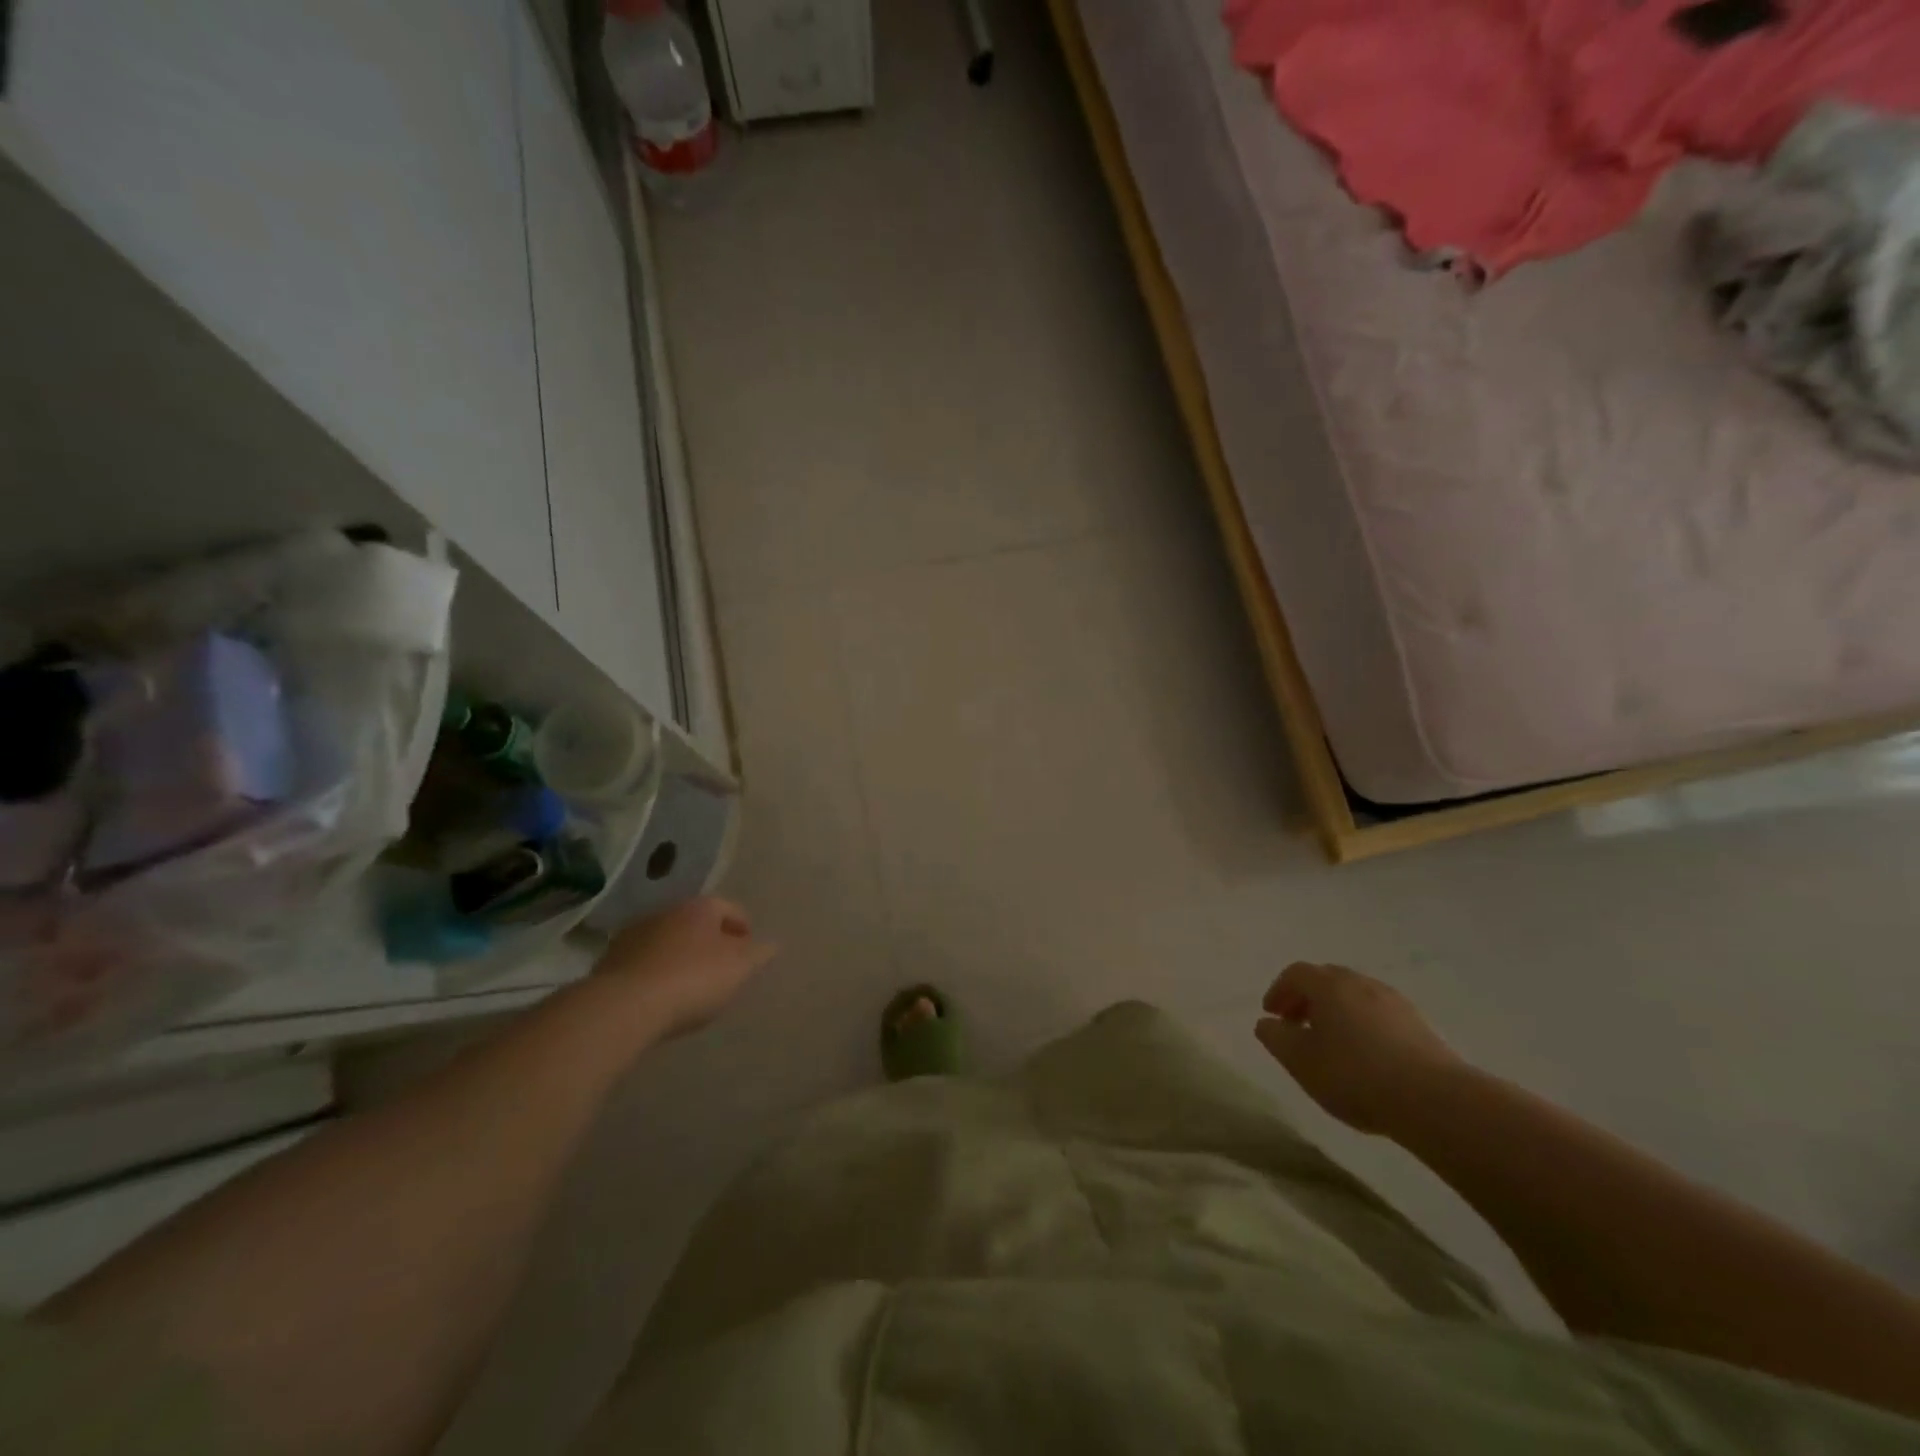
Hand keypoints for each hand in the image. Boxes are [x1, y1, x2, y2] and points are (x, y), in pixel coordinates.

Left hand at [593, 896, 775, 1038]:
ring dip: (680, 956)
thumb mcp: (739, 968)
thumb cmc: (692, 980)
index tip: (749, 952)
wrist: (624, 1006)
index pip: (730, 909)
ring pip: (668, 941)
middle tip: (722, 968)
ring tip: (690, 985)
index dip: (744, 928)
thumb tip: (771, 944)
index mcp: (701, 908)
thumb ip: (759, 954)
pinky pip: (644, 962)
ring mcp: (634, 934)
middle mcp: (667, 911)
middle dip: (711, 941)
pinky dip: (656, 972)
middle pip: (697, 923)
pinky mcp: (610, 960)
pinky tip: (660, 995)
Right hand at [1255, 963, 1464, 1133]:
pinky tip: (1366, 1056)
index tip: (1272, 1015)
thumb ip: (1276, 1038)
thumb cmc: (1355, 1075)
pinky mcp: (1420, 1025)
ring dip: (1336, 1012)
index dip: (1279, 991)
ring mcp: (1395, 1002)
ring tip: (1331, 1044)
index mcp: (1329, 985)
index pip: (1296, 974)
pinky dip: (1363, 1025)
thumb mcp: (1300, 1061)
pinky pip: (1379, 1015)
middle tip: (1297, 1026)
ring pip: (1355, 997)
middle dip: (1307, 998)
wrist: (1434, 1100)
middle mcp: (1361, 983)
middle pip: (1327, 980)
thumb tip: (1267, 1023)